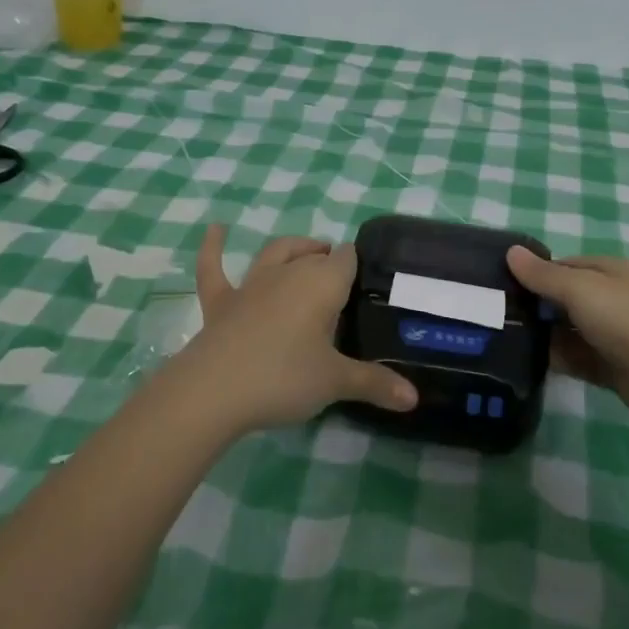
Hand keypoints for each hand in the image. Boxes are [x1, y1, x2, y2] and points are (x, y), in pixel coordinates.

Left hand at [168, 225, 417, 433]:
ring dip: (293, 249)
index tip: (369, 283)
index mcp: (322, 284)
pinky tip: (216, 228)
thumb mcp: (336, 383)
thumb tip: (414, 399)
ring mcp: (251, 285)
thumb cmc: (284, 378)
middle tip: (344, 284)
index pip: (348, 258)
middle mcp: (289, 274)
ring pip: (276, 253)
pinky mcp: (220, 302)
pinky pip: (214, 267)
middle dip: (330, 262)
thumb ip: (375, 385)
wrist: (214, 391)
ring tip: (307, 252)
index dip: (358, 265)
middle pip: (315, 256)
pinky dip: (214, 247)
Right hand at [505, 247, 628, 430]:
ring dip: (540, 336)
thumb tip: (510, 251)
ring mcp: (611, 335)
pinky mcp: (610, 367)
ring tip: (498, 341)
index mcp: (607, 272)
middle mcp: (609, 299)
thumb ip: (544, 275)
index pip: (561, 267)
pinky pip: (575, 359)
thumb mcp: (582, 289)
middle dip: (532, 307)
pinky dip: (555, 360)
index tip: (496, 285)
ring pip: (566, 331)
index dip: (531, 274)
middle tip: (491, 316)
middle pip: (561, 299)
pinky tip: (524, 364)